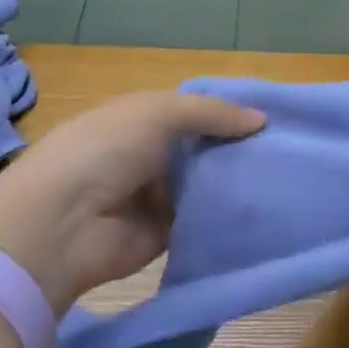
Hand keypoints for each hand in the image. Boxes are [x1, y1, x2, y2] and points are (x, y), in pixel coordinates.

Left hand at [0, 90, 265, 314]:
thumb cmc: (104, 152)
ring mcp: (155, 197)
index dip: (226, 113)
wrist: (62, 225)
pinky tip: (262, 209)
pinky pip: (202, 222)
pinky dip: (224, 217)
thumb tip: (261, 120)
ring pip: (205, 186)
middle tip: (286, 151)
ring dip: (234, 183)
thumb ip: (210, 113)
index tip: (270, 118)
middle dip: (236, 149)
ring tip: (285, 179)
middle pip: (202, 150)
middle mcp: (148, 157)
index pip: (191, 112)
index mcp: (138, 121)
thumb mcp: (156, 113)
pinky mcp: (164, 234)